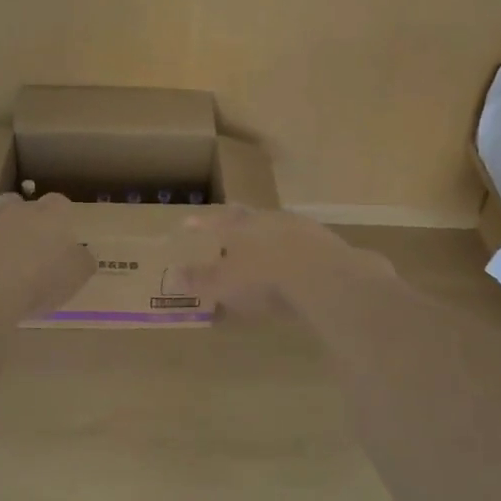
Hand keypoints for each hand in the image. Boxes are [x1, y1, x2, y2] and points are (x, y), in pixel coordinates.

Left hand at [0, 193, 94, 320]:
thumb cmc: (36, 284)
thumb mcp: (75, 278)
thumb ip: (81, 262)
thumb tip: (82, 255)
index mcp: (46, 216)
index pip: (58, 203)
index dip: (58, 217)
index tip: (59, 234)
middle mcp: (8, 210)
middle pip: (13, 201)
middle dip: (16, 216)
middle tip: (20, 243)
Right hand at [183, 206, 394, 317]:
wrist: (322, 276)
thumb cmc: (264, 279)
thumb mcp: (225, 284)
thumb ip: (200, 280)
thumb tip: (174, 275)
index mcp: (239, 228)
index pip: (213, 222)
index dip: (200, 224)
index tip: (187, 222)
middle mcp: (267, 220)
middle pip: (247, 216)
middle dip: (236, 219)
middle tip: (229, 219)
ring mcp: (299, 227)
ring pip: (276, 226)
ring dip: (268, 233)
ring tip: (263, 243)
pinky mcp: (325, 242)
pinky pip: (302, 243)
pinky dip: (293, 250)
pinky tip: (296, 263)